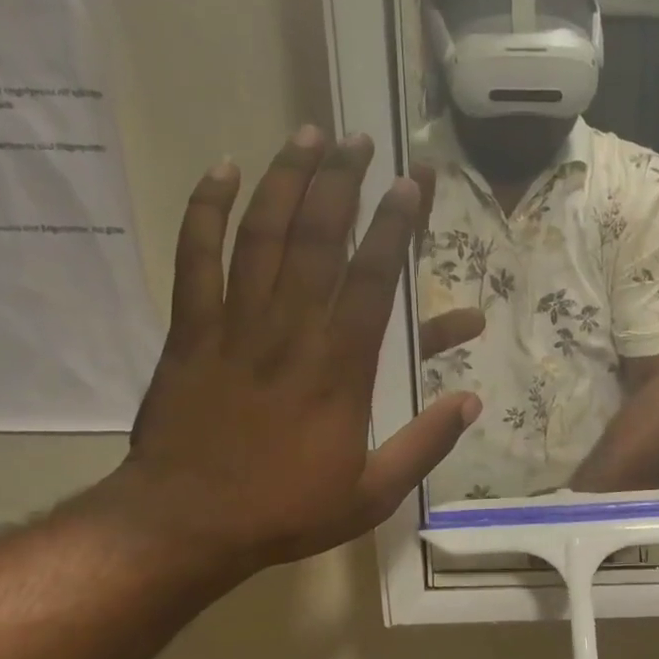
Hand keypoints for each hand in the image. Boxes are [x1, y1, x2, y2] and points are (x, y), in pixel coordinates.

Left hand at [106, 128, 481, 584]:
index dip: (396, 226)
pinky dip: (206, 210)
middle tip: (360, 141)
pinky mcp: (189, 330)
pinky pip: (195, 257)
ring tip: (307, 134)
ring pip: (262, 234)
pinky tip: (221, 171)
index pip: (374, 278)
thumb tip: (471, 402)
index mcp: (341, 369)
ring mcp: (234, 324)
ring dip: (287, 179)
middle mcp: (291, 330)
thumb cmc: (286, 510)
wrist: (187, 523)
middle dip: (343, 182)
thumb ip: (425, 445)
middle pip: (319, 238)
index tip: (412, 184)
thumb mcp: (373, 494)